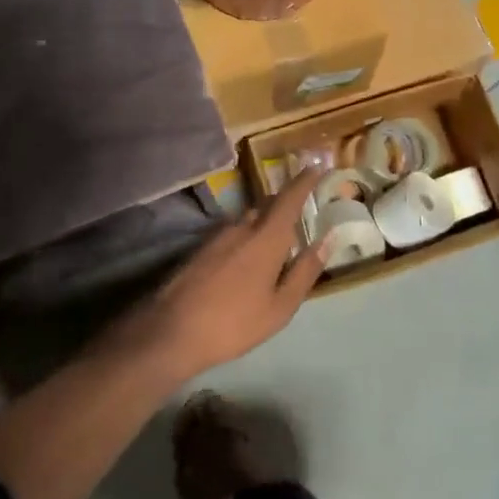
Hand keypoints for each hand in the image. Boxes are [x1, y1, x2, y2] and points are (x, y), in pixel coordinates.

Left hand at [119, 177, 325, 377]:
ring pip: (247, 220)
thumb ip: (305, 271)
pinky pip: (231, 233)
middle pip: (267, 205)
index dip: (304, 180)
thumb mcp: (280, 306)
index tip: (316, 166)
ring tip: (276, 241)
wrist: (170, 332)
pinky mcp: (199, 249)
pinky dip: (246, 236)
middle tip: (301, 210)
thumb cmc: (234, 323)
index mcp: (266, 238)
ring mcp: (215, 236)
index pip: (289, 198)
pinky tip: (246, 260)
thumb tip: (328, 240)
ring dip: (264, 222)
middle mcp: (240, 227)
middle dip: (285, 203)